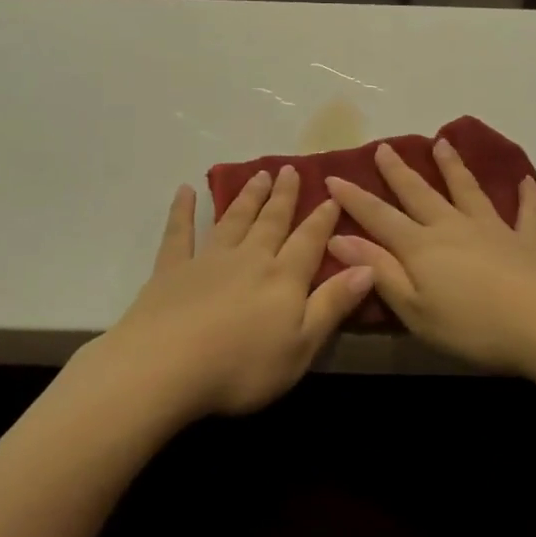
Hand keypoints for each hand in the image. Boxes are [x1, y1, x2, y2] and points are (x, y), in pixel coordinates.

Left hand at [99, 168, 374, 418]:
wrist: (167, 366)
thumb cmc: (242, 367)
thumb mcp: (301, 345)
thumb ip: (333, 304)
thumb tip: (368, 266)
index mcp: (283, 278)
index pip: (309, 241)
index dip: (322, 219)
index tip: (331, 195)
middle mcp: (249, 259)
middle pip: (271, 222)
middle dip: (283, 196)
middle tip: (290, 169)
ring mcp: (208, 260)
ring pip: (233, 220)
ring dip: (247, 197)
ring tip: (258, 175)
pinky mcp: (171, 269)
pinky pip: (180, 233)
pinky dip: (183, 210)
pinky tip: (186, 190)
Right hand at [325, 140, 535, 378]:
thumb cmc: (473, 327)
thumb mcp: (414, 308)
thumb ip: (379, 271)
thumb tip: (339, 237)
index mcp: (421, 247)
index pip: (378, 216)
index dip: (354, 198)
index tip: (332, 177)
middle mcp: (453, 228)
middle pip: (420, 194)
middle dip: (399, 172)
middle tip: (385, 147)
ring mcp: (494, 230)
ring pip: (468, 191)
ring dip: (453, 168)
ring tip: (442, 144)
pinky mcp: (530, 242)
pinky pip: (527, 214)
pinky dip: (526, 197)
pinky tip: (525, 182)